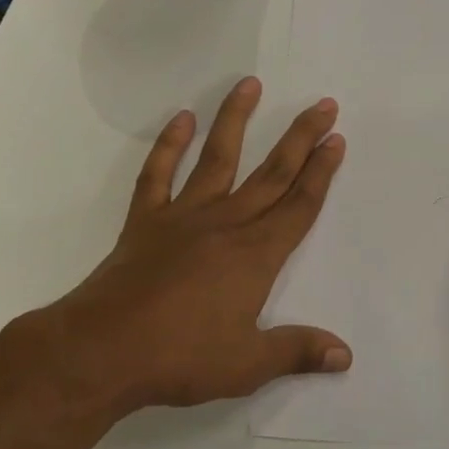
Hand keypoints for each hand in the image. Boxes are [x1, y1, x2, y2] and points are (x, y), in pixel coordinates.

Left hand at [1, 77, 349, 420]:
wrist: (103, 350)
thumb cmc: (181, 357)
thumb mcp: (248, 364)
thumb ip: (297, 351)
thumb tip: (345, 356)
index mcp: (256, 255)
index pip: (299, 205)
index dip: (322, 173)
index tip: (337, 139)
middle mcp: (226, 224)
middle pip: (272, 173)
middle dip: (301, 137)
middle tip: (323, 105)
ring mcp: (183, 217)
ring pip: (218, 158)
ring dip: (236, 120)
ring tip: (250, 84)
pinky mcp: (145, 221)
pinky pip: (158, 174)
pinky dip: (168, 146)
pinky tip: (181, 120)